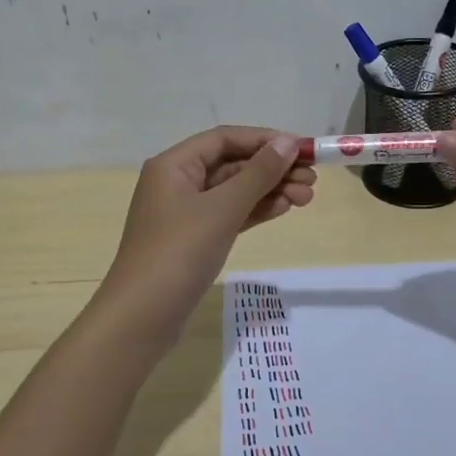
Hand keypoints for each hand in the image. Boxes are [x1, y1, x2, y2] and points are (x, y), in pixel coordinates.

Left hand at [98, 126, 315, 343]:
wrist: (143, 316)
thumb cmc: (179, 252)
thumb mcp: (222, 209)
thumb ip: (258, 174)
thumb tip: (287, 142)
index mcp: (174, 165)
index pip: (225, 138)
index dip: (265, 140)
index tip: (303, 149)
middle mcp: (177, 182)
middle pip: (232, 164)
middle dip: (272, 169)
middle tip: (312, 179)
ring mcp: (185, 213)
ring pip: (234, 191)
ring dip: (269, 190)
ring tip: (307, 197)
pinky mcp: (194, 239)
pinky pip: (230, 214)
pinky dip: (256, 210)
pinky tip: (284, 209)